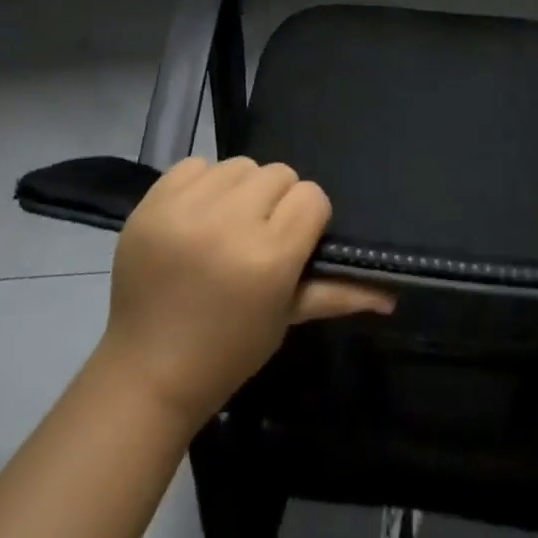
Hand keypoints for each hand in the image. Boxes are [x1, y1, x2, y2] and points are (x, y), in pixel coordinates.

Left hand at [94, 156, 392, 428]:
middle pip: (279, 174)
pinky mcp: (152, 201)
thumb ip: (338, 292)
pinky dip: (201, 184)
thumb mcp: (285, 319)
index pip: (312, 197)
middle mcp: (229, 222)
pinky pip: (195, 164)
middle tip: (257, 238)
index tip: (292, 244)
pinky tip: (195, 218)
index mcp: (268, 256)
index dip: (307, 220)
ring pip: (240, 164)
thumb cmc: (226, 351)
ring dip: (240, 190)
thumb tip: (392, 291)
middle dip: (275, 203)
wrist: (144, 374)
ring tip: (225, 226)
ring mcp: (186, 209)